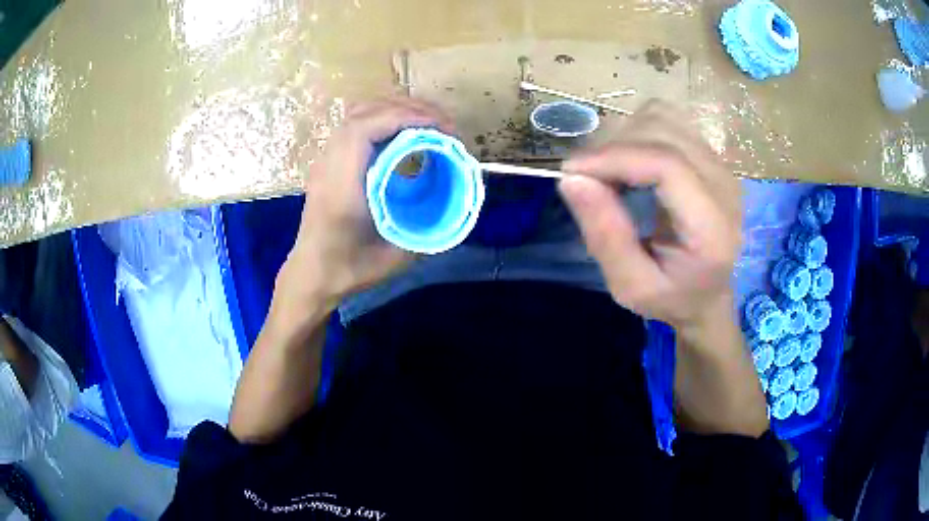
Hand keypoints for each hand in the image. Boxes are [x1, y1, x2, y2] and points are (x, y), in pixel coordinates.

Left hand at [279, 97, 454, 310]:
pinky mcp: (330, 161)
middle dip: (408, 109)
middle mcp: (330, 163)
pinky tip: (405, 133)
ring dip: (396, 110)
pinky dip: (384, 119)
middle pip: (365, 112)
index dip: (405, 118)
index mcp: (342, 184)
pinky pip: (356, 125)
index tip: (440, 128)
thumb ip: (425, 229)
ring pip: (360, 113)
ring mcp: (327, 159)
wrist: (312, 275)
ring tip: (429, 123)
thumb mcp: (395, 256)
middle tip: (444, 125)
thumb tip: (454, 204)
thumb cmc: (349, 269)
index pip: (365, 128)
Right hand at [558, 100, 740, 335]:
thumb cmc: (672, 297)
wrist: (709, 293)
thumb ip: (605, 236)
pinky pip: (667, 119)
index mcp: (712, 228)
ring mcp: (720, 164)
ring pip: (663, 117)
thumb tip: (570, 178)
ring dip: (624, 136)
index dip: (615, 157)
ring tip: (609, 171)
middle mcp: (724, 185)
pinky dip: (637, 131)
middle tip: (588, 180)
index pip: (668, 165)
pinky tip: (630, 160)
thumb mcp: (631, 286)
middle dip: (614, 148)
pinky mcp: (710, 153)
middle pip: (663, 133)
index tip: (571, 171)